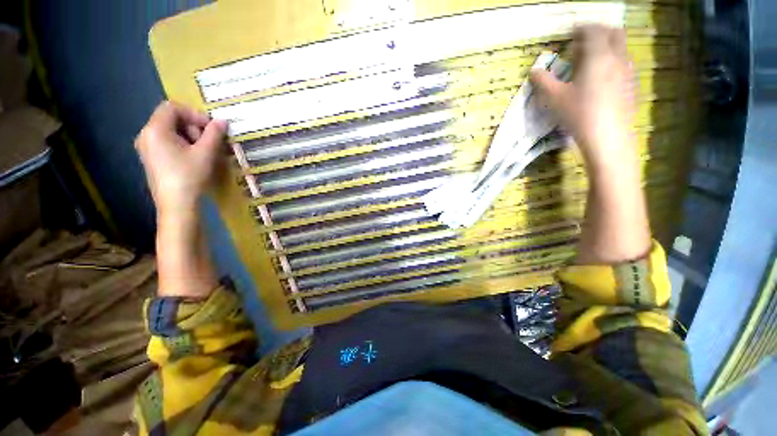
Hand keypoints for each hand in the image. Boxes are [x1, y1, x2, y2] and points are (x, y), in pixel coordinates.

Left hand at [135, 101, 227, 215]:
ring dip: (190, 136)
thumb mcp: (205, 153)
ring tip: (204, 151)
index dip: (194, 114)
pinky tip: (194, 157)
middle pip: (170, 118)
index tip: (210, 128)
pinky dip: (183, 144)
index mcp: (155, 129)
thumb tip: (222, 121)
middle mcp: (146, 134)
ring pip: (170, 131)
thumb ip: (214, 134)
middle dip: (193, 126)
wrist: (176, 205)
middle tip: (208, 142)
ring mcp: (147, 147)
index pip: (172, 107)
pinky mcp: (152, 158)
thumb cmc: (189, 176)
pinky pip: (167, 142)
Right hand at [530, 25, 634, 168]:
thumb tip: (533, 71)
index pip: (592, 30)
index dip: (580, 28)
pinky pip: (623, 63)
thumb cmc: (578, 113)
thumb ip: (543, 81)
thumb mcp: (554, 98)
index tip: (570, 32)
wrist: (607, 136)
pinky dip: (612, 61)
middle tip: (583, 42)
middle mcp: (617, 57)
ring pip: (620, 47)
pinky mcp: (631, 84)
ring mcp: (627, 70)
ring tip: (590, 60)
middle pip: (613, 32)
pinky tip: (601, 77)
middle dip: (599, 32)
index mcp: (598, 55)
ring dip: (607, 46)